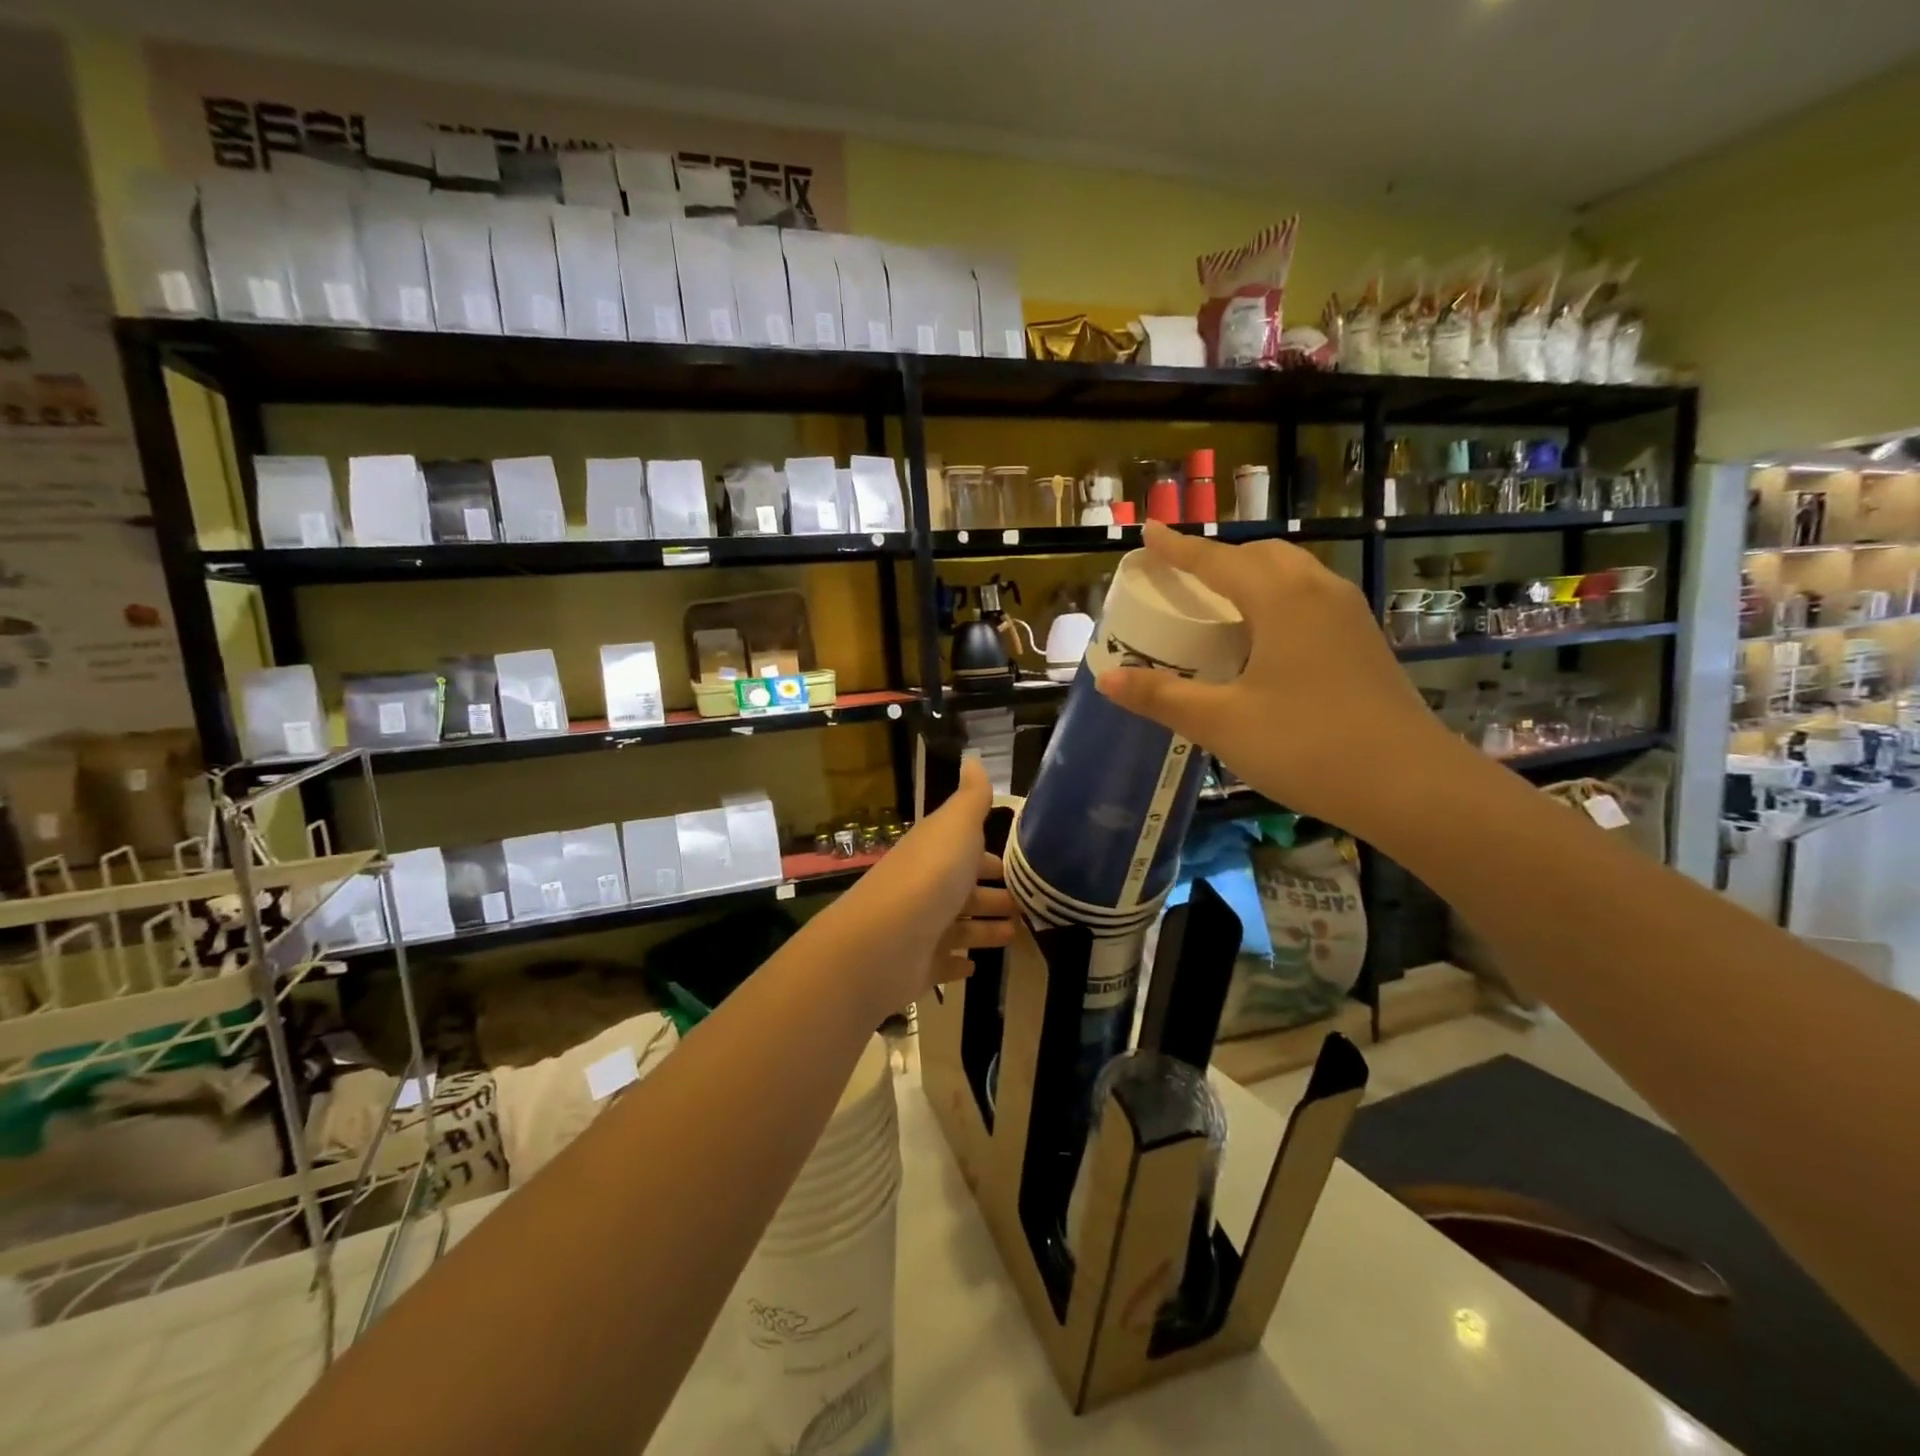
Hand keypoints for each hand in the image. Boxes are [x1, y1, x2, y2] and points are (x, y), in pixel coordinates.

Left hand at [827, 755, 1013, 1014]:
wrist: (884, 942)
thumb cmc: (930, 877)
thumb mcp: (956, 826)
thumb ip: (971, 797)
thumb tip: (973, 757)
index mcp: (937, 852)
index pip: (968, 849)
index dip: (993, 855)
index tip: (1026, 864)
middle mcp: (928, 887)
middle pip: (967, 889)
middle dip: (997, 893)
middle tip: (1033, 903)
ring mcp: (923, 928)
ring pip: (961, 926)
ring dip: (986, 927)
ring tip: (1019, 932)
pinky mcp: (920, 966)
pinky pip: (944, 962)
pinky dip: (959, 962)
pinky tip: (975, 966)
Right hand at [1095, 521, 1457, 834]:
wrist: (1410, 785)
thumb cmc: (1307, 746)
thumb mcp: (1222, 723)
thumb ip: (1162, 697)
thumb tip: (1107, 680)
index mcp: (1281, 600)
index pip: (1217, 560)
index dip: (1178, 548)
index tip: (1149, 533)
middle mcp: (1318, 593)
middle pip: (1261, 556)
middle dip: (1218, 558)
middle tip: (1182, 576)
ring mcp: (1349, 617)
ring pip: (1292, 575)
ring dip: (1251, 576)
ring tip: (1220, 602)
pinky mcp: (1364, 643)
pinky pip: (1310, 600)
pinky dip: (1276, 600)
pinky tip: (1264, 639)